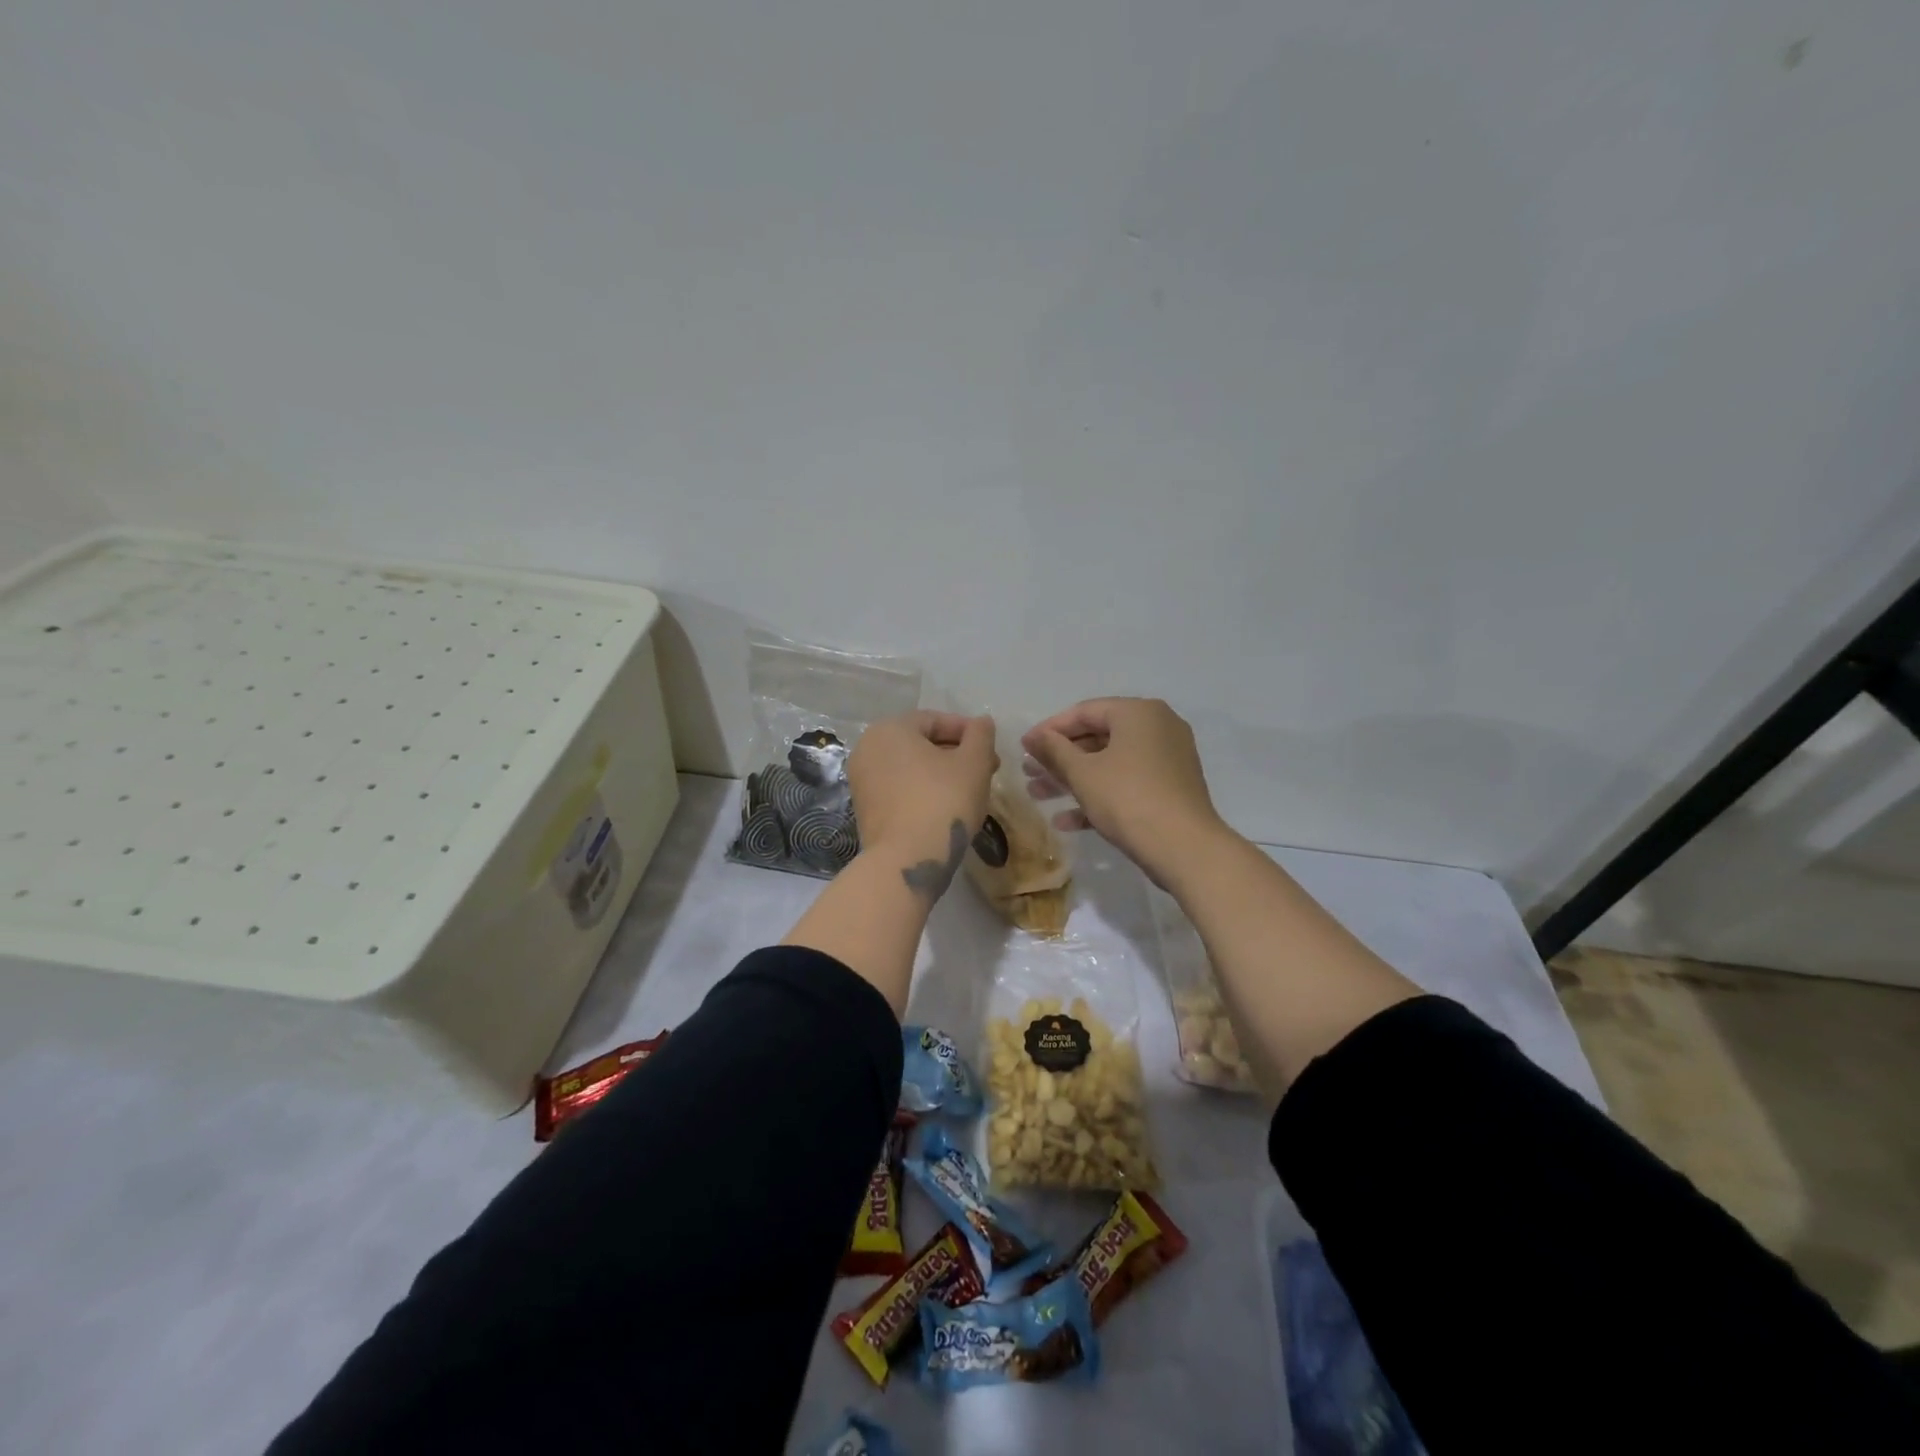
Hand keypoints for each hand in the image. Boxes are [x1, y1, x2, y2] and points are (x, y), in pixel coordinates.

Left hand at [848, 711, 997, 895]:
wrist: (907, 860)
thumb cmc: (943, 801)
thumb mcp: (973, 763)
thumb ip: (981, 735)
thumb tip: (982, 722)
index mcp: (890, 729)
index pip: (935, 720)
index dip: (968, 732)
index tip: (992, 751)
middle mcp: (868, 748)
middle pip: (921, 743)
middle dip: (956, 754)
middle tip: (986, 771)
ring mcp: (862, 780)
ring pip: (911, 768)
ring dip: (942, 774)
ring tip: (971, 790)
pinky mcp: (865, 809)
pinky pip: (900, 789)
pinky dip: (923, 791)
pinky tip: (946, 808)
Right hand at [1022, 698, 1224, 887]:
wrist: (1185, 849)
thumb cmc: (1128, 799)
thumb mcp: (1082, 773)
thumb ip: (1053, 750)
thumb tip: (1032, 736)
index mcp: (1138, 712)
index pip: (1084, 712)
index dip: (1049, 730)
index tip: (1023, 749)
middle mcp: (1158, 727)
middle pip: (1097, 737)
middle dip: (1059, 759)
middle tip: (1029, 775)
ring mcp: (1168, 758)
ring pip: (1110, 762)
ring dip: (1073, 779)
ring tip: (1039, 796)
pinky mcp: (1171, 788)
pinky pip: (1127, 782)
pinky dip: (1099, 795)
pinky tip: (1067, 821)